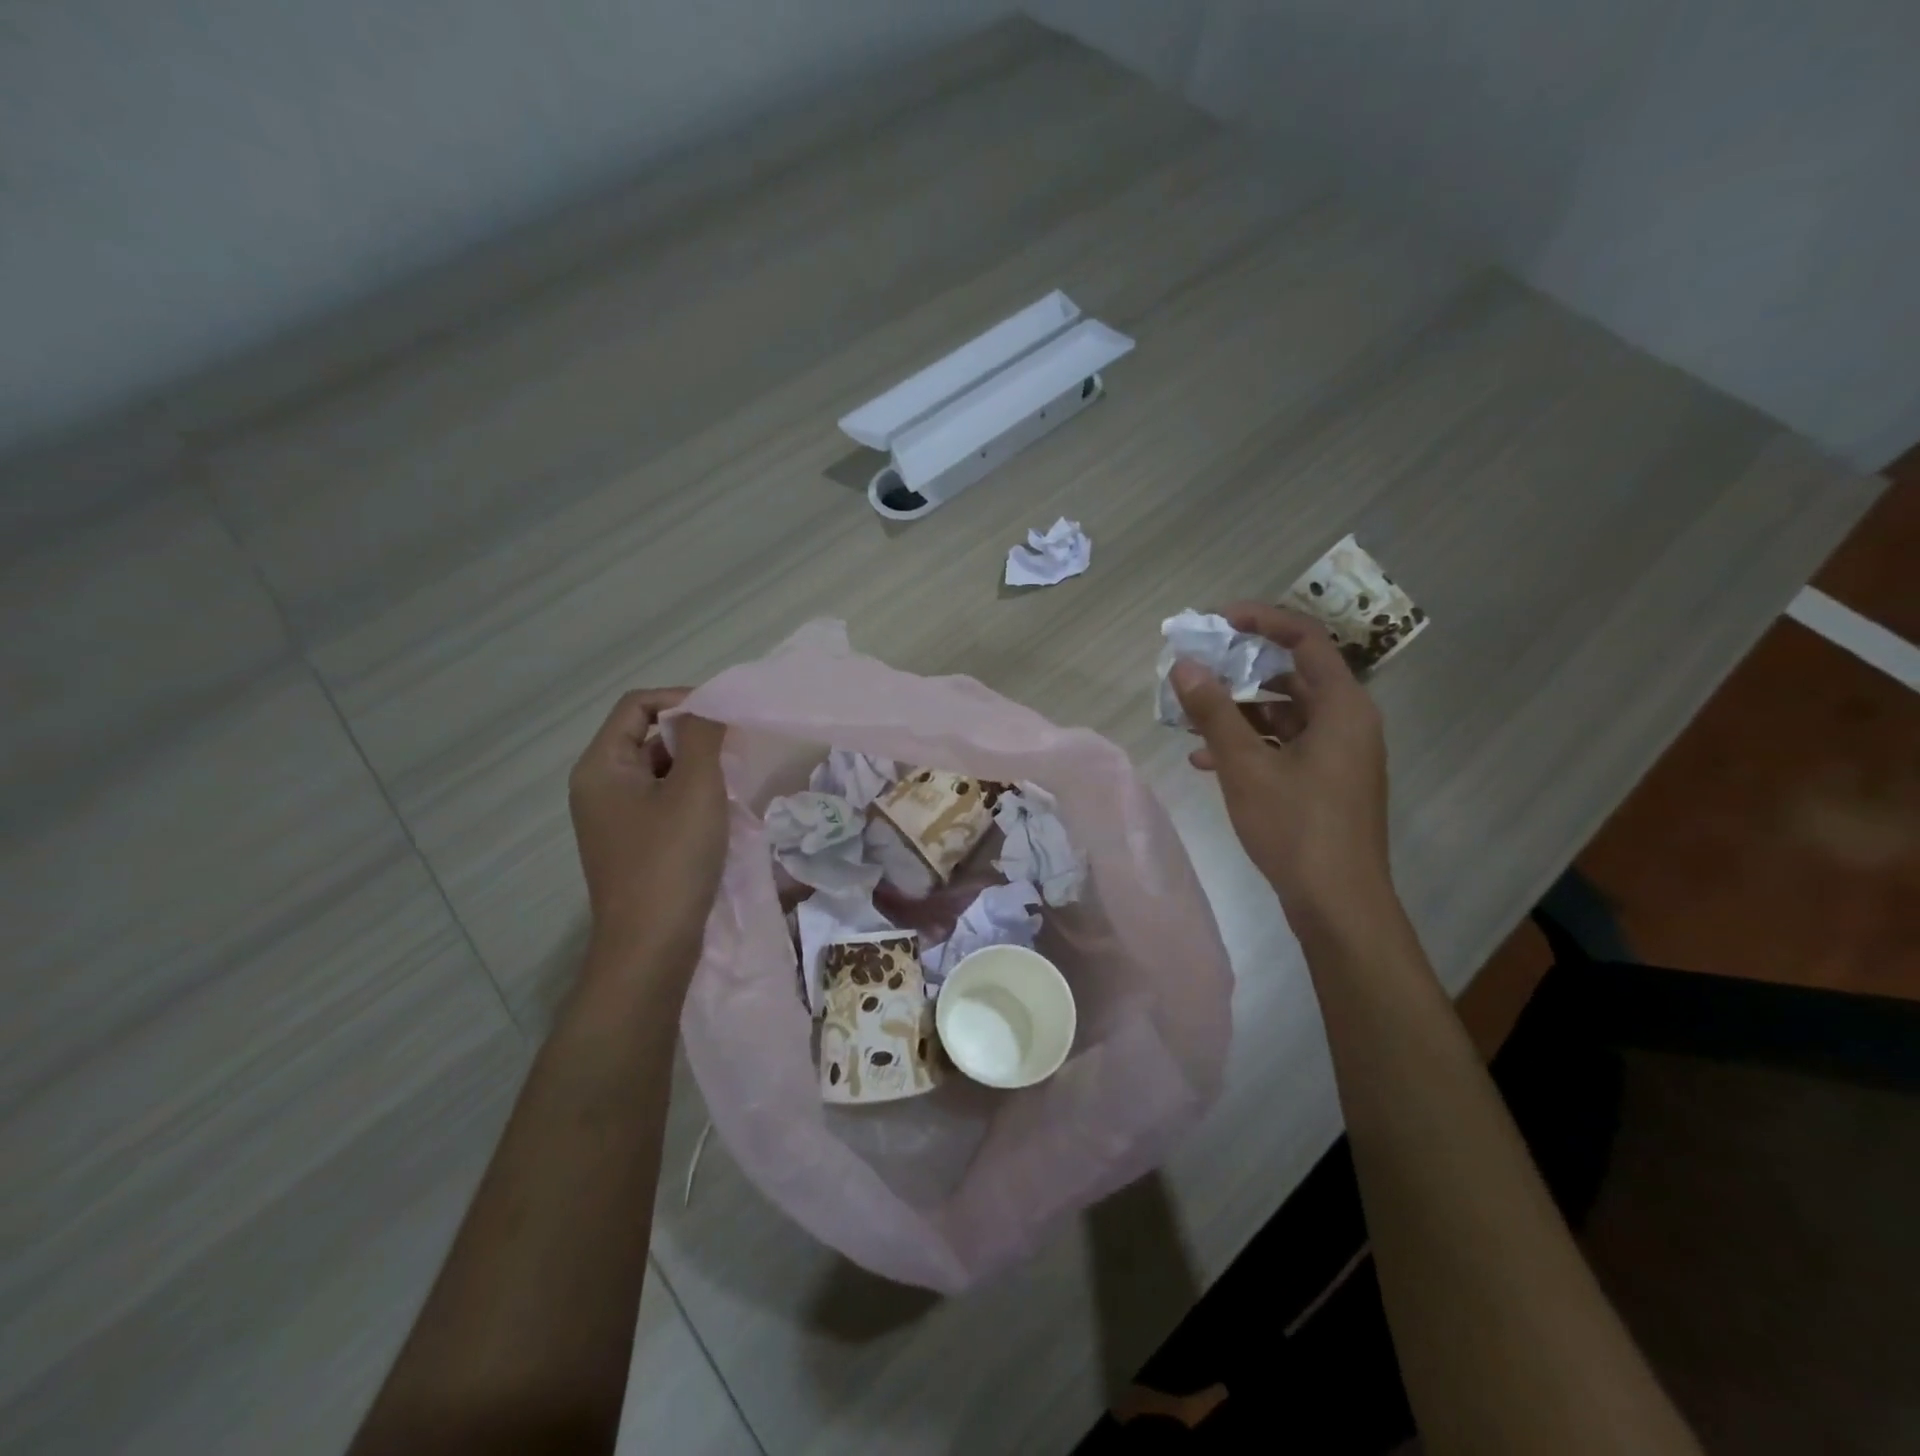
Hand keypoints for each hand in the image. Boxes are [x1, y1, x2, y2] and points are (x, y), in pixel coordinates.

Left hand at [568, 688, 729, 974]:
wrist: (651, 947)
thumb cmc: (671, 860)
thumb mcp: (695, 789)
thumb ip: (703, 737)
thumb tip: (708, 708)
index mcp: (601, 766)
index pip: (637, 706)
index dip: (681, 700)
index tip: (724, 716)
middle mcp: (599, 787)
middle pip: (646, 737)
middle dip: (693, 735)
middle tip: (735, 748)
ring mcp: (614, 819)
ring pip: (658, 772)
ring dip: (696, 768)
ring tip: (731, 781)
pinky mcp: (633, 845)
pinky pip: (661, 803)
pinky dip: (690, 797)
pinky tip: (719, 813)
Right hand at [1172, 603, 1391, 925]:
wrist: (1338, 904)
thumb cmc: (1296, 828)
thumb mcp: (1245, 766)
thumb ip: (1214, 712)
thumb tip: (1184, 665)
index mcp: (1343, 707)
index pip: (1304, 639)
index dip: (1260, 621)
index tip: (1216, 622)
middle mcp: (1347, 722)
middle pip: (1292, 675)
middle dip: (1240, 670)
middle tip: (1196, 668)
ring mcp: (1339, 754)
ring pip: (1284, 713)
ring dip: (1238, 712)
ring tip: (1190, 718)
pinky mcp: (1326, 781)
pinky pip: (1286, 745)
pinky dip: (1250, 744)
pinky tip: (1206, 761)